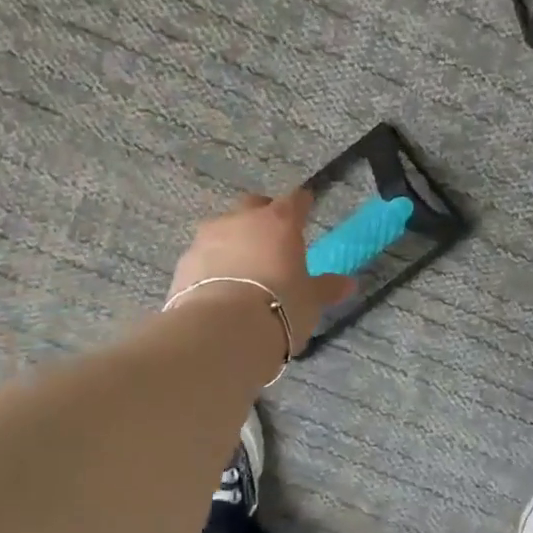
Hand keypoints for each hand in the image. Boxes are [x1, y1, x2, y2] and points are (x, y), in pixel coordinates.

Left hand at [169, 191, 355, 357]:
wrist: (221, 331)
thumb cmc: (280, 307)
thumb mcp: (311, 300)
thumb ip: (327, 288)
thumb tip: (348, 283)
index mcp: (279, 222)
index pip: (295, 201)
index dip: (302, 204)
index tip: (306, 207)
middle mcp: (241, 220)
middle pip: (253, 206)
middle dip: (262, 216)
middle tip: (272, 238)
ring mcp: (207, 239)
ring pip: (224, 230)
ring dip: (234, 241)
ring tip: (243, 267)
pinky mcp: (184, 263)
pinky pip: (204, 256)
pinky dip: (213, 265)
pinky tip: (220, 286)